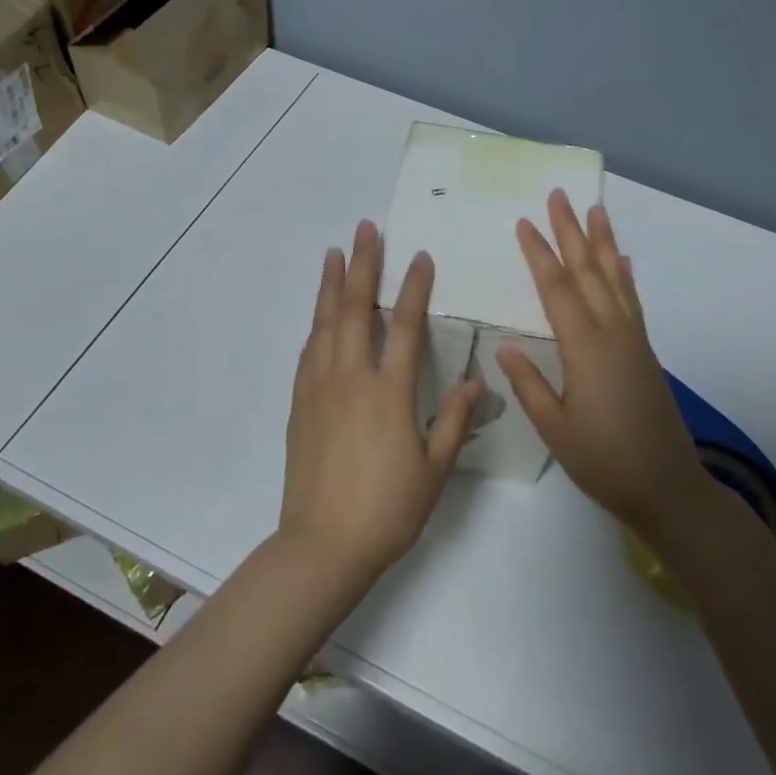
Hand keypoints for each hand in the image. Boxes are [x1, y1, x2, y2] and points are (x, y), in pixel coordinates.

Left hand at [280, 220, 484, 584]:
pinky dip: (315, 323)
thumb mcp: (434, 470)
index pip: (403, 326)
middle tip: (366, 229)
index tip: (419, 256)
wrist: (322, 544)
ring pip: (324, 323)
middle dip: (362, 264)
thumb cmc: (387, 510)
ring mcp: (319, 388)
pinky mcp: (299, 403)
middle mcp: (350, 379)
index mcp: (388, 393)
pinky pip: (308, 351)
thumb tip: (476, 381)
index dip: (413, 287)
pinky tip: (318, 313)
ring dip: (330, 284)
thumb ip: (454, 420)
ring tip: (334, 252)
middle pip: (354, 308)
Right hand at [496, 191, 705, 538]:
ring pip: (615, 279)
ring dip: (603, 243)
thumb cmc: (603, 461)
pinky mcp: (646, 352)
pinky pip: (633, 302)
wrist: (666, 487)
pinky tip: (623, 261)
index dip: (539, 254)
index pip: (557, 289)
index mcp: (586, 349)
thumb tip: (506, 345)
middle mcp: (613, 334)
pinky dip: (626, 276)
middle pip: (588, 272)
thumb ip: (529, 384)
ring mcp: (634, 340)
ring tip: (596, 210)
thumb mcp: (555, 429)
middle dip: (572, 232)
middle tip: (559, 196)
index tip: (525, 223)